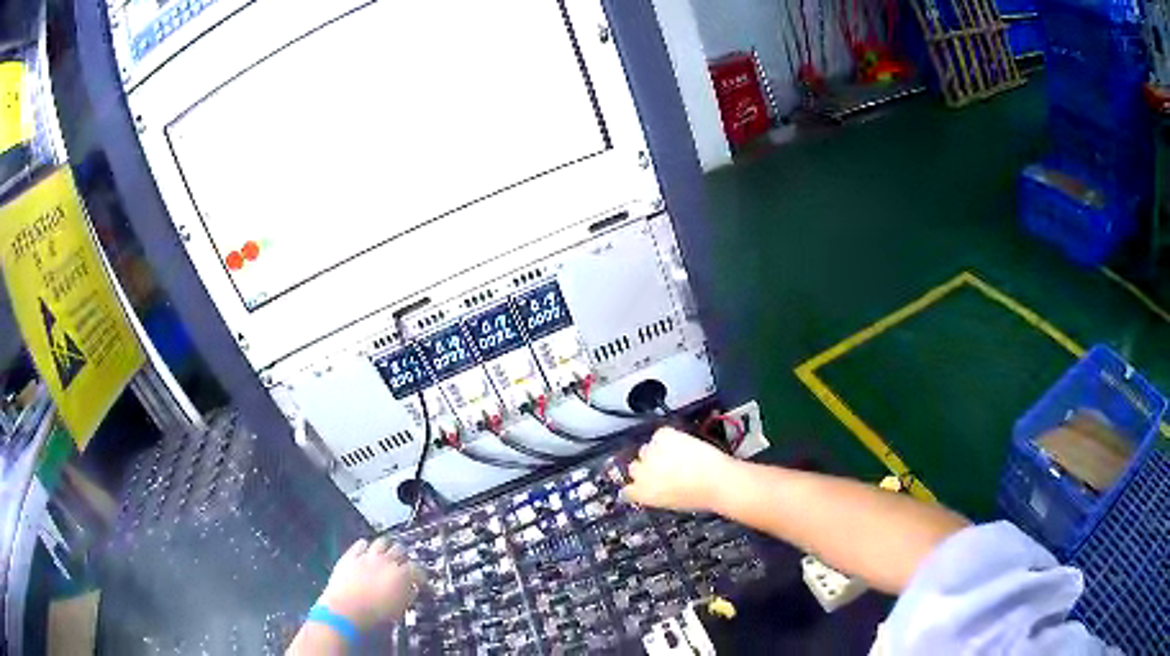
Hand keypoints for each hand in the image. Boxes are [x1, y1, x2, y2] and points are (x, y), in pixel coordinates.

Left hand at [318, 537, 426, 630]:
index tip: (420, 581)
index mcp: (402, 575)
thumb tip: (411, 589)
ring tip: (386, 554)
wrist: (346, 610)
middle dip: (404, 557)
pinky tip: (366, 551)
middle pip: (400, 549)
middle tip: (403, 565)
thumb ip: (408, 595)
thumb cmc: (376, 614)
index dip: (420, 575)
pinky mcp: (351, 556)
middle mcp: (386, 561)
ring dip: (386, 547)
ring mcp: (367, 556)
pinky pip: (360, 544)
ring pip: (381, 542)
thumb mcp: (399, 609)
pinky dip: (365, 546)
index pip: (417, 569)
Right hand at [624, 427, 737, 512]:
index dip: (637, 484)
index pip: (627, 490)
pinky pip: (660, 433)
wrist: (717, 481)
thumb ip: (656, 494)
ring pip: (646, 448)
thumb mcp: (671, 503)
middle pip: (634, 466)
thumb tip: (655, 487)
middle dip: (647, 466)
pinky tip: (681, 443)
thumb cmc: (700, 496)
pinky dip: (669, 436)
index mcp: (642, 493)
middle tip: (663, 467)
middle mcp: (642, 473)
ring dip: (657, 451)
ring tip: (677, 455)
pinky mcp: (664, 436)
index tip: (644, 482)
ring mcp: (652, 453)